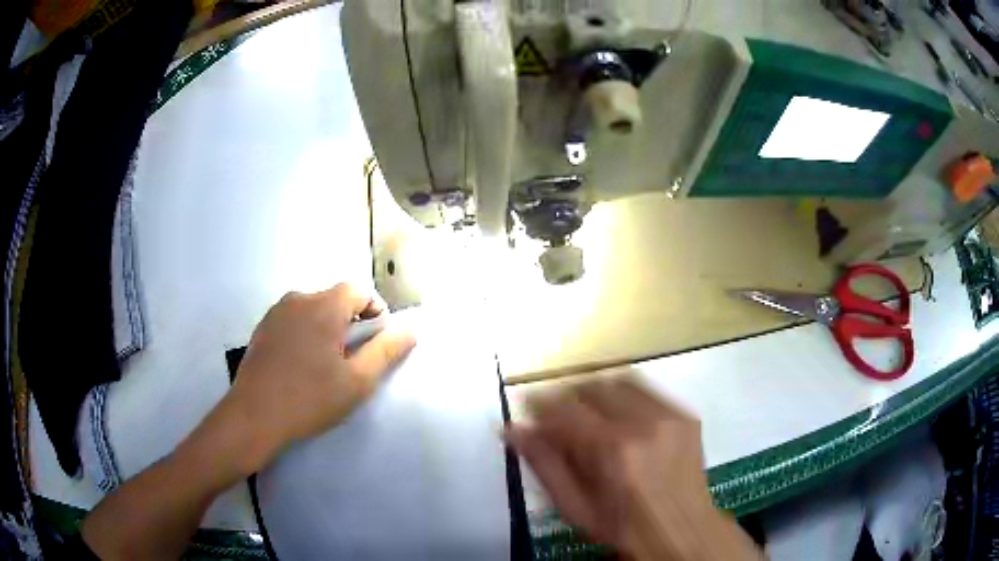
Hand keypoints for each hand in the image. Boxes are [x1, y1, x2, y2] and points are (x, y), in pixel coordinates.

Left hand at [218, 284, 415, 473]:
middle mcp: (298, 299)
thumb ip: (386, 351)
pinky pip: (294, 321)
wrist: (253, 417)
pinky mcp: (262, 328)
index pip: (359, 290)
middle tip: (351, 361)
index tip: (375, 344)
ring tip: (325, 366)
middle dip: (351, 323)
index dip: (375, 312)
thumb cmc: (309, 399)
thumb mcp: (357, 381)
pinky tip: (300, 366)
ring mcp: (276, 312)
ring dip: (327, 329)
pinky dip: (306, 334)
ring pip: (314, 310)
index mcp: (324, 306)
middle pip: (336, 299)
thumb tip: (409, 330)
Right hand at [505, 377, 760, 560]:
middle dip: (567, 397)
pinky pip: (645, 390)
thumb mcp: (574, 506)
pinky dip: (624, 397)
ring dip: (595, 393)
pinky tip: (621, 421)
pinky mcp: (686, 414)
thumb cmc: (622, 527)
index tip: (529, 412)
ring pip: (619, 381)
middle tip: (559, 419)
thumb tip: (511, 429)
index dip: (539, 405)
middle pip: (591, 386)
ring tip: (590, 417)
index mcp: (611, 449)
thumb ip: (543, 464)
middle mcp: (643, 422)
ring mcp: (669, 415)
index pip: (564, 407)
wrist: (681, 530)